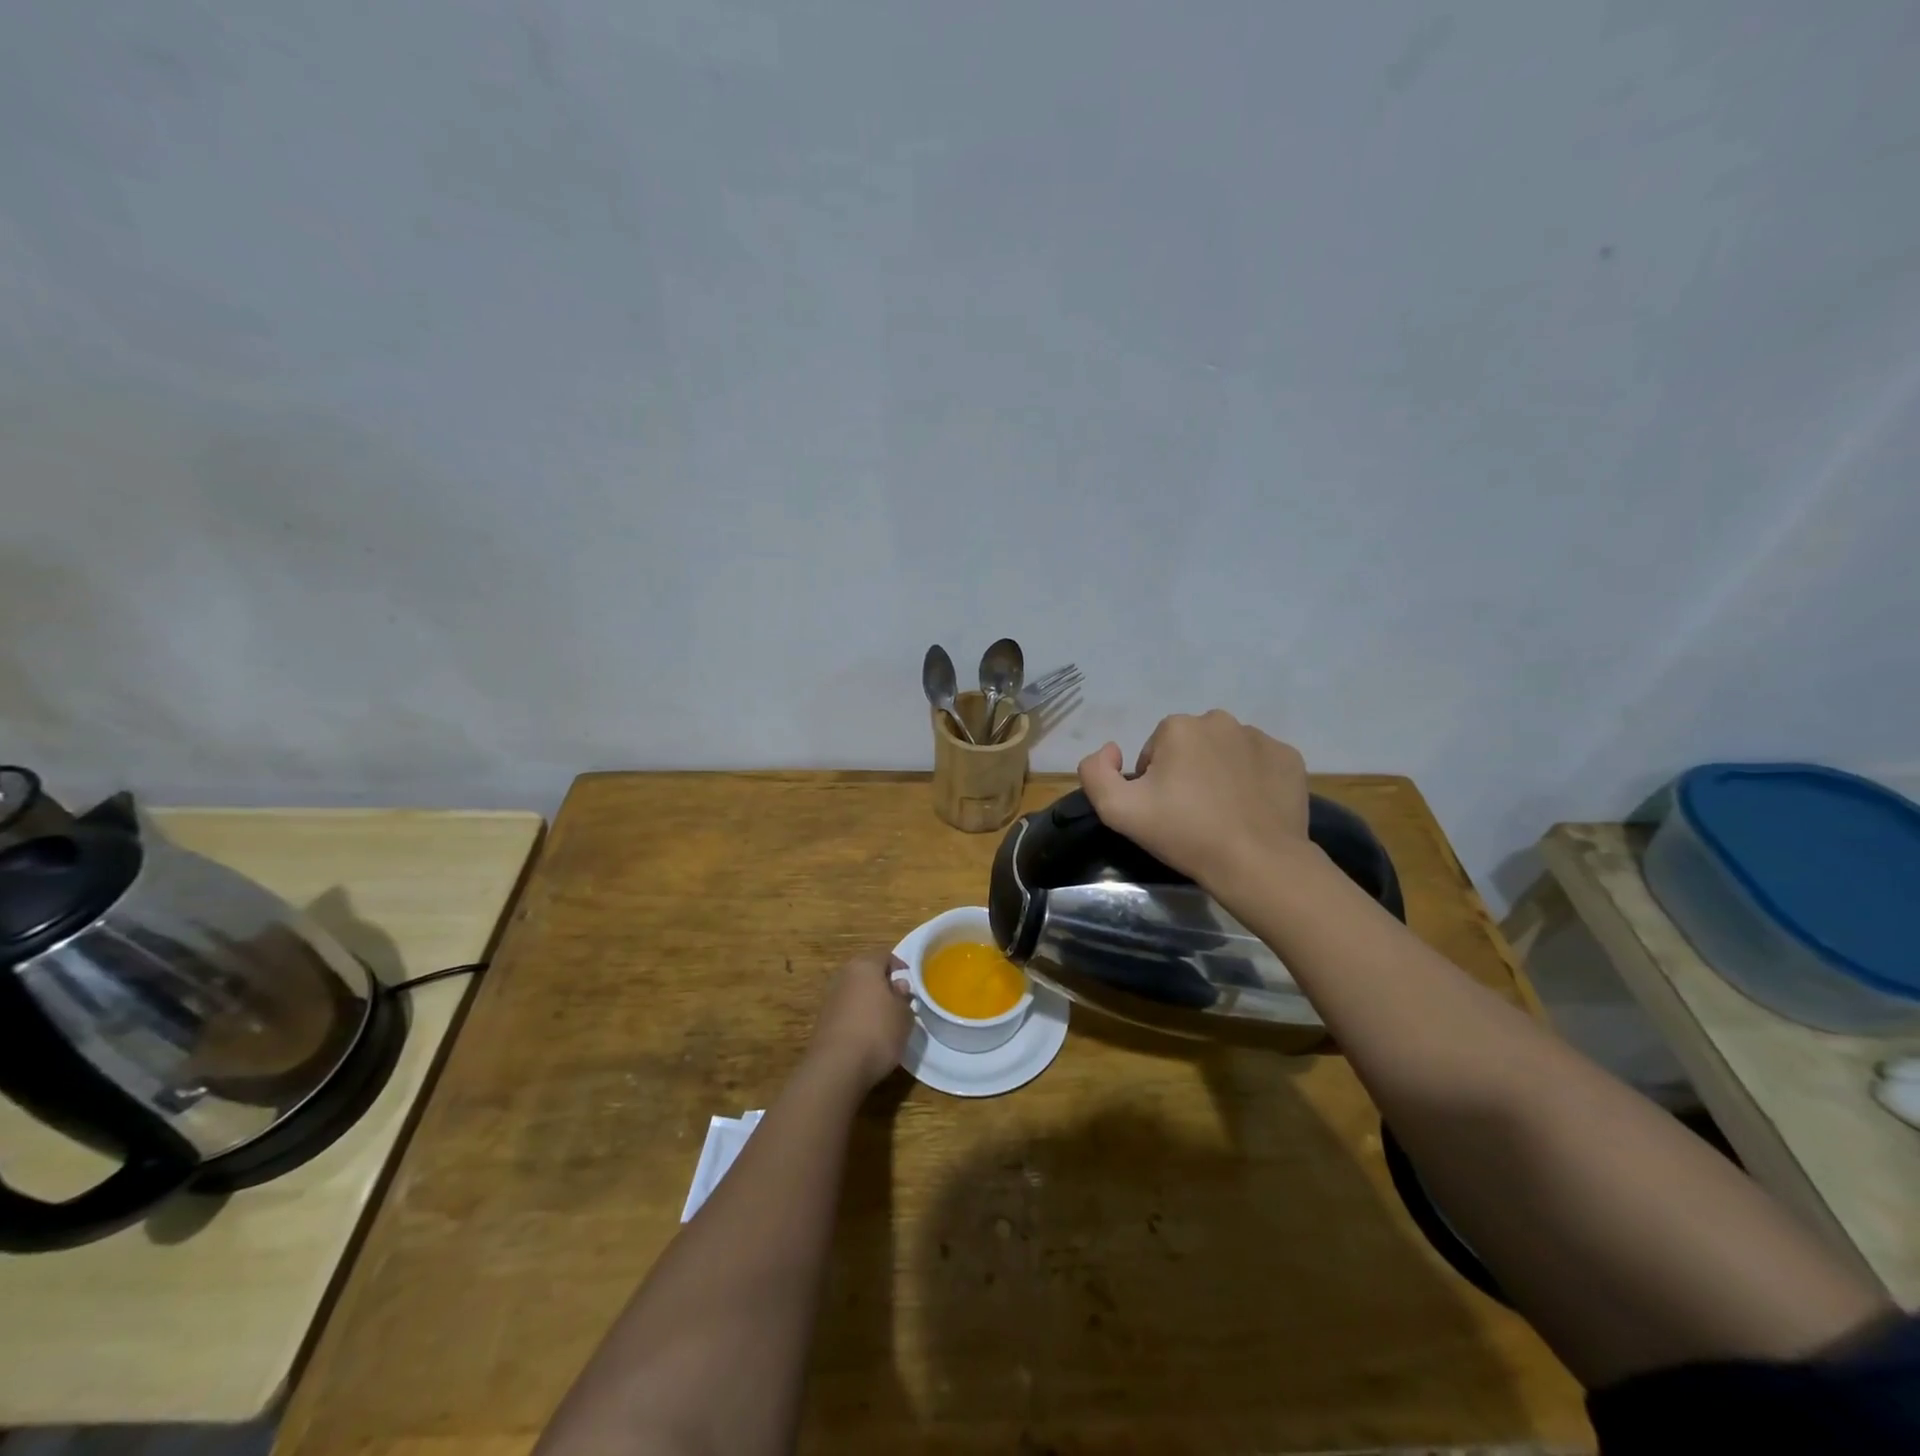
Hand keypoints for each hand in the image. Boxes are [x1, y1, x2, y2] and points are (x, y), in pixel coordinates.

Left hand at [807, 949, 913, 1089]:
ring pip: (855, 992)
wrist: (837, 1066)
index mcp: (865, 966)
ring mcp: (830, 998)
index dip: (899, 965)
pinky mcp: (822, 1021)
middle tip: (898, 999)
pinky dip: (857, 1017)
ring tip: (885, 1019)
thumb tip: (898, 987)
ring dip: (868, 1001)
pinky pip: (846, 1011)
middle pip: (866, 972)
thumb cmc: (878, 1031)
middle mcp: (844, 976)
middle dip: (882, 983)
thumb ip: (904, 997)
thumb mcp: (904, 1015)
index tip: (909, 980)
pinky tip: (867, 1035)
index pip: (884, 955)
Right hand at [1078, 710, 1311, 888]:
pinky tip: (1251, 808)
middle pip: (1190, 746)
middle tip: (1192, 813)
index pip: (1154, 751)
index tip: (1165, 811)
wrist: (1256, 863)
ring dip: (1219, 772)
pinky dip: (1253, 779)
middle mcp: (1220, 720)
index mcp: (1178, 727)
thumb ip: (1095, 772)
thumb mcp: (1117, 810)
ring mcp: (1260, 737)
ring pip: (1226, 751)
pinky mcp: (1289, 757)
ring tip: (1224, 812)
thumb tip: (1111, 750)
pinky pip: (1260, 763)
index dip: (1154, 782)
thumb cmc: (1184, 834)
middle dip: (1187, 771)